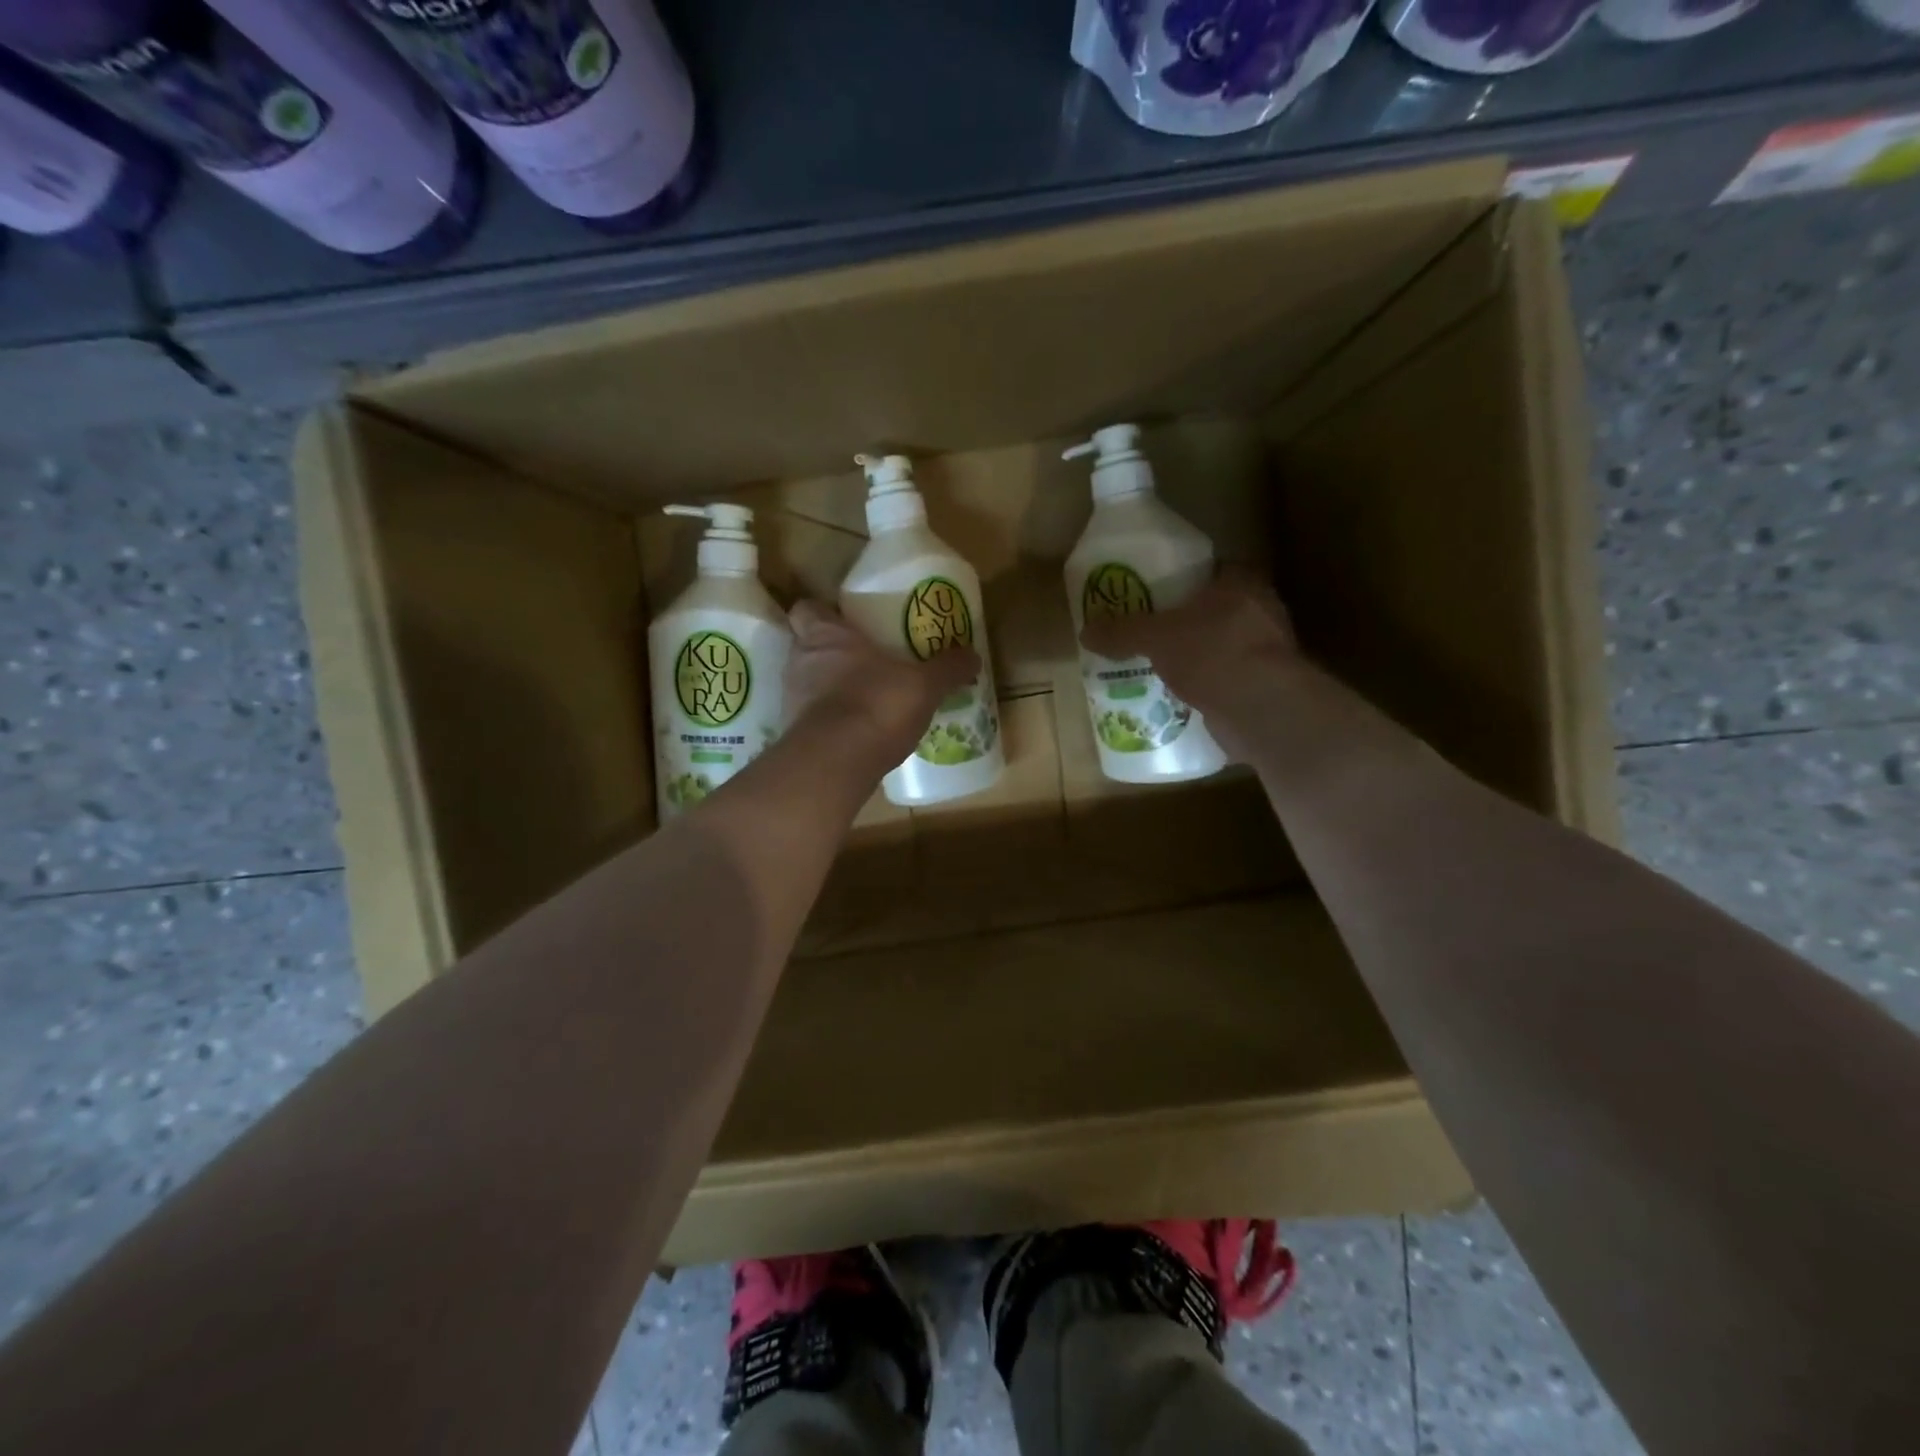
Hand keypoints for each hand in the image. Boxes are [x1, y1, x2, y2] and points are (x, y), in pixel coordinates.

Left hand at [784, 600, 979, 766]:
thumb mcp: (924, 686)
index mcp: (825, 635)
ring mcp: (790, 699)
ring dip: (828, 689)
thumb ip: (947, 669)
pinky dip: (828, 722)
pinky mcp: (794, 734)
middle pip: (807, 646)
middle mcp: (799, 660)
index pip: (806, 609)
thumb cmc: (876, 704)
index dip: (822, 614)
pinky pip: (811, 719)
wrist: (837, 761)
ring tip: (863, 699)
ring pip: (807, 683)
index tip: (844, 622)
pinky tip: (855, 733)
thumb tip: (973, 656)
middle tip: (863, 662)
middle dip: (830, 653)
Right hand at [1079, 565, 1299, 760]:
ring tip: (1161, 665)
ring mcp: (1268, 648)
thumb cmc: (1212, 653)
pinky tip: (1181, 695)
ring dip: (1197, 655)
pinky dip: (1208, 684)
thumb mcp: (1155, 637)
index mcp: (1241, 581)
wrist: (1259, 708)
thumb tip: (1085, 632)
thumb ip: (1122, 632)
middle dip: (1186, 621)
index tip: (1156, 593)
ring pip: (1222, 644)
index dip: (1184, 579)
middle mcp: (1261, 608)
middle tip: (1151, 631)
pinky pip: (1228, 677)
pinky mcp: (1267, 684)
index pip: (1212, 569)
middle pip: (1215, 608)